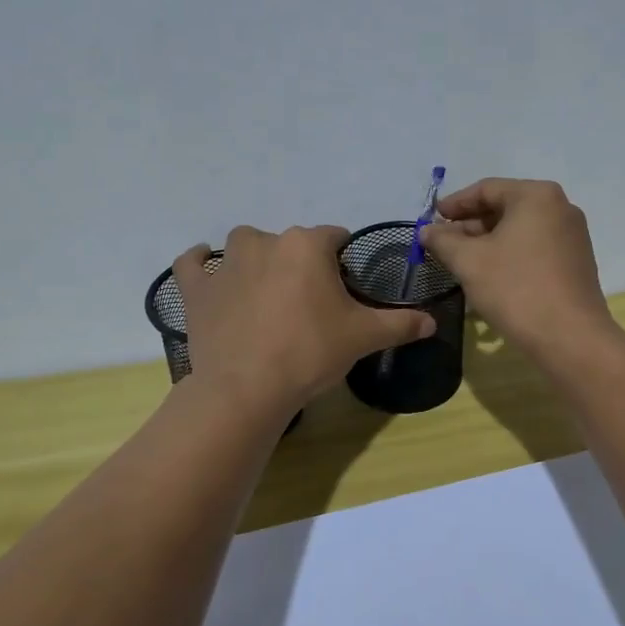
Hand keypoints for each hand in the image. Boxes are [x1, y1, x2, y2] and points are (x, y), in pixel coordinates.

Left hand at [173, 225, 435, 415]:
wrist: (247, 388)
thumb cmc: (310, 352)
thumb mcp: (364, 337)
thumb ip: (401, 324)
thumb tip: (433, 322)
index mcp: (307, 245)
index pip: (334, 237)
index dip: (341, 260)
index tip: (343, 289)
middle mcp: (265, 241)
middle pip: (291, 242)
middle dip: (301, 264)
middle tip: (308, 304)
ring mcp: (225, 263)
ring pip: (244, 246)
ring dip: (254, 259)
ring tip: (265, 293)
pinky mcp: (196, 288)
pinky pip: (191, 264)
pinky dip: (198, 264)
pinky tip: (205, 269)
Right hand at [419, 178, 614, 358]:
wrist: (570, 337)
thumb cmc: (516, 289)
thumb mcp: (469, 262)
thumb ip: (443, 241)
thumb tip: (426, 230)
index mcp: (536, 195)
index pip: (486, 189)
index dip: (454, 204)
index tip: (431, 219)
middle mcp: (560, 207)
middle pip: (505, 207)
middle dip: (470, 225)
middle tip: (442, 244)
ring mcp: (572, 235)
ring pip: (519, 230)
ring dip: (488, 242)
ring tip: (461, 261)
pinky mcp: (576, 261)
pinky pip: (534, 247)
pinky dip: (509, 254)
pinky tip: (490, 274)